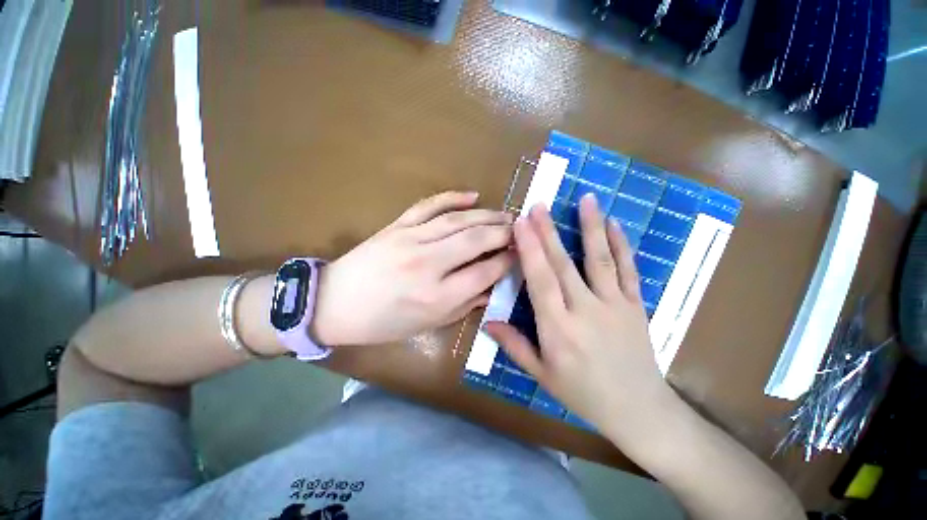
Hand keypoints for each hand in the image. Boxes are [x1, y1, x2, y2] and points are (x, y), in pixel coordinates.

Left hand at [312, 191, 513, 345]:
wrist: (334, 304)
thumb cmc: (383, 323)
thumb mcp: (428, 324)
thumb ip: (465, 306)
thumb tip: (492, 288)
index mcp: (436, 296)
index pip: (484, 272)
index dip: (507, 262)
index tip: (520, 255)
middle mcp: (427, 264)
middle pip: (476, 240)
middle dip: (503, 232)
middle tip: (519, 230)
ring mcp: (411, 240)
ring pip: (458, 220)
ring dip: (486, 214)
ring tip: (506, 214)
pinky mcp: (397, 226)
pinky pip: (429, 205)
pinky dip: (452, 197)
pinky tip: (473, 195)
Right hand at [485, 195, 672, 431]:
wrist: (639, 409)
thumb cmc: (583, 394)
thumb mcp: (542, 375)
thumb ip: (514, 345)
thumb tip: (487, 322)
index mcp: (558, 329)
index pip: (540, 281)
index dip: (529, 250)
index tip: (520, 224)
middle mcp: (585, 310)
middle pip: (563, 265)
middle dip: (548, 232)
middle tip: (538, 205)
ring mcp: (615, 305)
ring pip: (599, 260)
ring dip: (590, 227)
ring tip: (586, 199)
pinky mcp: (636, 305)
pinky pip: (629, 270)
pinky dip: (621, 245)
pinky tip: (614, 224)